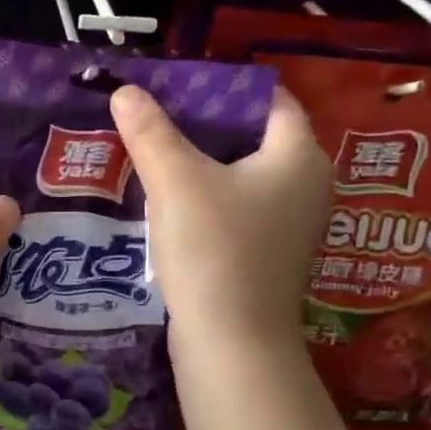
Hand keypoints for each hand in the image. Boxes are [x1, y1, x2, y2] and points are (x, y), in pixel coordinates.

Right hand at [110, 82, 329, 340]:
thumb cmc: (214, 250)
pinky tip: (166, 203)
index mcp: (298, 156)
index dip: (223, 88)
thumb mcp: (176, 182)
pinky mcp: (267, 256)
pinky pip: (236, 210)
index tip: (176, 86)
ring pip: (241, 177)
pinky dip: (206, 200)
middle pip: (252, 138)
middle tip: (155, 117)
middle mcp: (305, 186)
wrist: (232, 343)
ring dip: (199, 166)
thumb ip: (150, 132)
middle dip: (203, 126)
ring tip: (152, 154)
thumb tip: (125, 89)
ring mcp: (289, 226)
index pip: (268, 100)